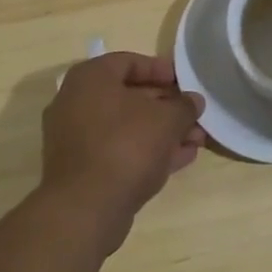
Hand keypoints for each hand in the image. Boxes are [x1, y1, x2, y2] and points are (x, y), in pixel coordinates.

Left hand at [39, 52, 206, 253]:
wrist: (86, 209)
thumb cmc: (126, 146)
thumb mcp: (167, 119)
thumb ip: (184, 105)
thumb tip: (193, 101)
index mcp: (90, 79)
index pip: (129, 62)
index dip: (161, 70)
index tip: (184, 82)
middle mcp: (76, 103)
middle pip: (129, 96)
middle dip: (167, 106)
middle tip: (194, 114)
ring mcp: (75, 138)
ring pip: (126, 127)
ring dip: (162, 131)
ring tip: (196, 140)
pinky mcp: (81, 169)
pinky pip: (118, 150)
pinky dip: (146, 151)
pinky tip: (180, 159)